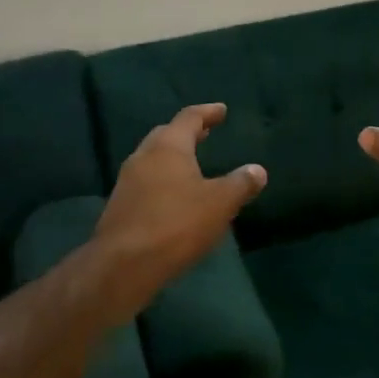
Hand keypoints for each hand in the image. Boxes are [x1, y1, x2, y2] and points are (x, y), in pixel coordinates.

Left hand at [89, 104, 265, 320]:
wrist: (123, 267)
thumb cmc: (176, 224)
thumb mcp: (220, 203)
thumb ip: (241, 183)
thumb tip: (258, 170)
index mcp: (168, 147)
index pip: (189, 118)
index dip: (207, 113)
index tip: (221, 110)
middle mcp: (143, 157)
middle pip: (166, 135)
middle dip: (187, 133)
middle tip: (205, 134)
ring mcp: (127, 182)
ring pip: (153, 159)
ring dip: (173, 157)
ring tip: (192, 165)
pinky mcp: (120, 207)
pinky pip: (146, 182)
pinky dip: (163, 180)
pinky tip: (175, 196)